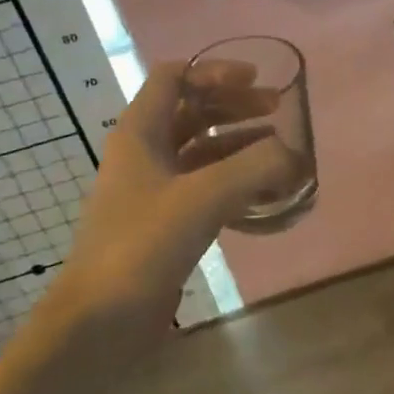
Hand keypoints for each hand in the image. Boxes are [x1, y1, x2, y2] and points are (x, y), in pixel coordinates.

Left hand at [44, 62, 296, 330]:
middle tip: (278, 110)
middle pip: (192, 110)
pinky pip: (206, 185)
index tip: (256, 80)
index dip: (215, 72)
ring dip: (240, 142)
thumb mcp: (203, 197)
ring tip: (281, 149)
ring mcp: (154, 190)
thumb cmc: (142, 246)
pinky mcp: (166, 223)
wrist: (99, 322)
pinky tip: (266, 193)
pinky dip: (236, 180)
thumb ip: (256, 167)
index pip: (174, 77)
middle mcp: (144, 153)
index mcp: (140, 132)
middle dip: (235, 105)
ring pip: (202, 150)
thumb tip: (295, 156)